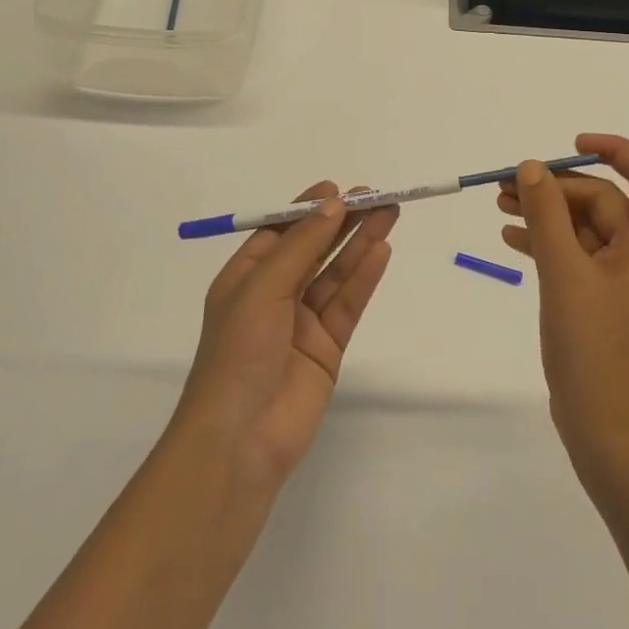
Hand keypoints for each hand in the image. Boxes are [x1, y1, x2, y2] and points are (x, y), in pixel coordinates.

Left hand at [172, 183, 397, 487]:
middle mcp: (274, 296)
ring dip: (360, 243)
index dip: (308, 209)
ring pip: (336, 273)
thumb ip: (301, 245)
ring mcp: (302, 323)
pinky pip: (348, 303)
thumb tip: (333, 204)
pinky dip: (365, 277)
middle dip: (343, 222)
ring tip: (389, 213)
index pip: (280, 232)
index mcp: (245, 278)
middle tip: (376, 196)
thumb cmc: (238, 353)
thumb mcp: (263, 288)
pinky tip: (382, 250)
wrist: (240, 441)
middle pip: (314, 248)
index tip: (338, 188)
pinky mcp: (327, 347)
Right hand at [499, 135, 628, 469]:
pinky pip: (573, 255)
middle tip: (508, 185)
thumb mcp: (564, 274)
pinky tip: (510, 238)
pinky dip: (545, 242)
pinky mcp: (598, 300)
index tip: (571, 146)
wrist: (605, 432)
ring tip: (500, 203)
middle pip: (603, 200)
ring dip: (546, 212)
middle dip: (557, 187)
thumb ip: (547, 216)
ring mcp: (620, 280)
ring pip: (584, 227)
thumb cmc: (594, 350)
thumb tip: (532, 166)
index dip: (616, 150)